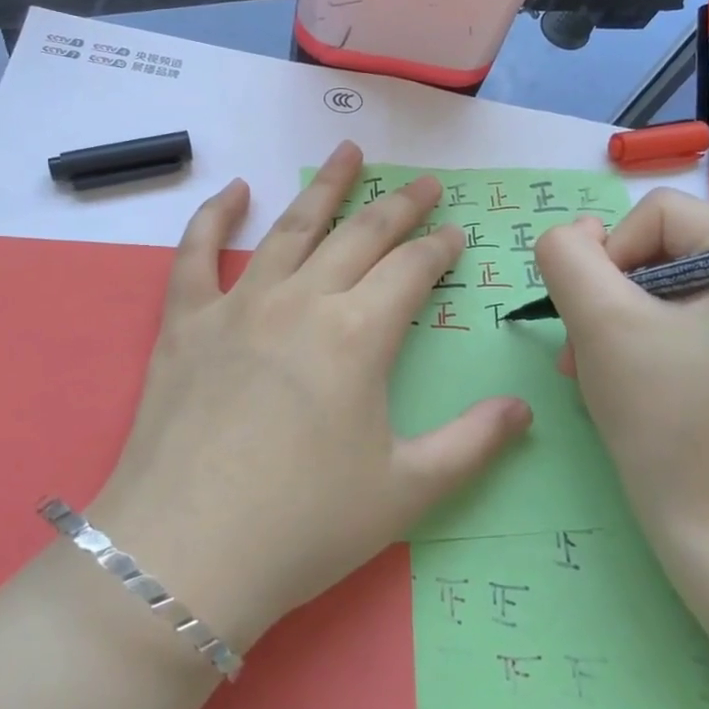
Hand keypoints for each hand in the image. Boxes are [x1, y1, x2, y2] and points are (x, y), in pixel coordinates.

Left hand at [91, 141, 530, 650]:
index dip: (439, 249)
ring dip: (324, 188)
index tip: (456, 234)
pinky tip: (237, 190)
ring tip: (348, 153)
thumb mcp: (405, 493)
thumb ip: (472, 444)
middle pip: (360, 235)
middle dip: (399, 206)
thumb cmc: (304, 526)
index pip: (411, 271)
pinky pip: (198, 253)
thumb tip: (522, 409)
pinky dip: (217, 215)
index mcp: (358, 335)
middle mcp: (301, 301)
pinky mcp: (185, 322)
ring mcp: (238, 305)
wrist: (187, 555)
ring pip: (291, 228)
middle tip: (424, 183)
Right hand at [534, 189, 708, 545]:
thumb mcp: (600, 321)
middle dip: (606, 292)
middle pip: (655, 246)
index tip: (598, 313)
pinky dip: (627, 338)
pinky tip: (609, 376)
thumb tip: (572, 234)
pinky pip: (667, 317)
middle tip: (582, 345)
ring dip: (607, 317)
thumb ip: (568, 256)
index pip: (659, 212)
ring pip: (652, 283)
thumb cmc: (664, 415)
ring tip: (587, 365)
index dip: (612, 252)